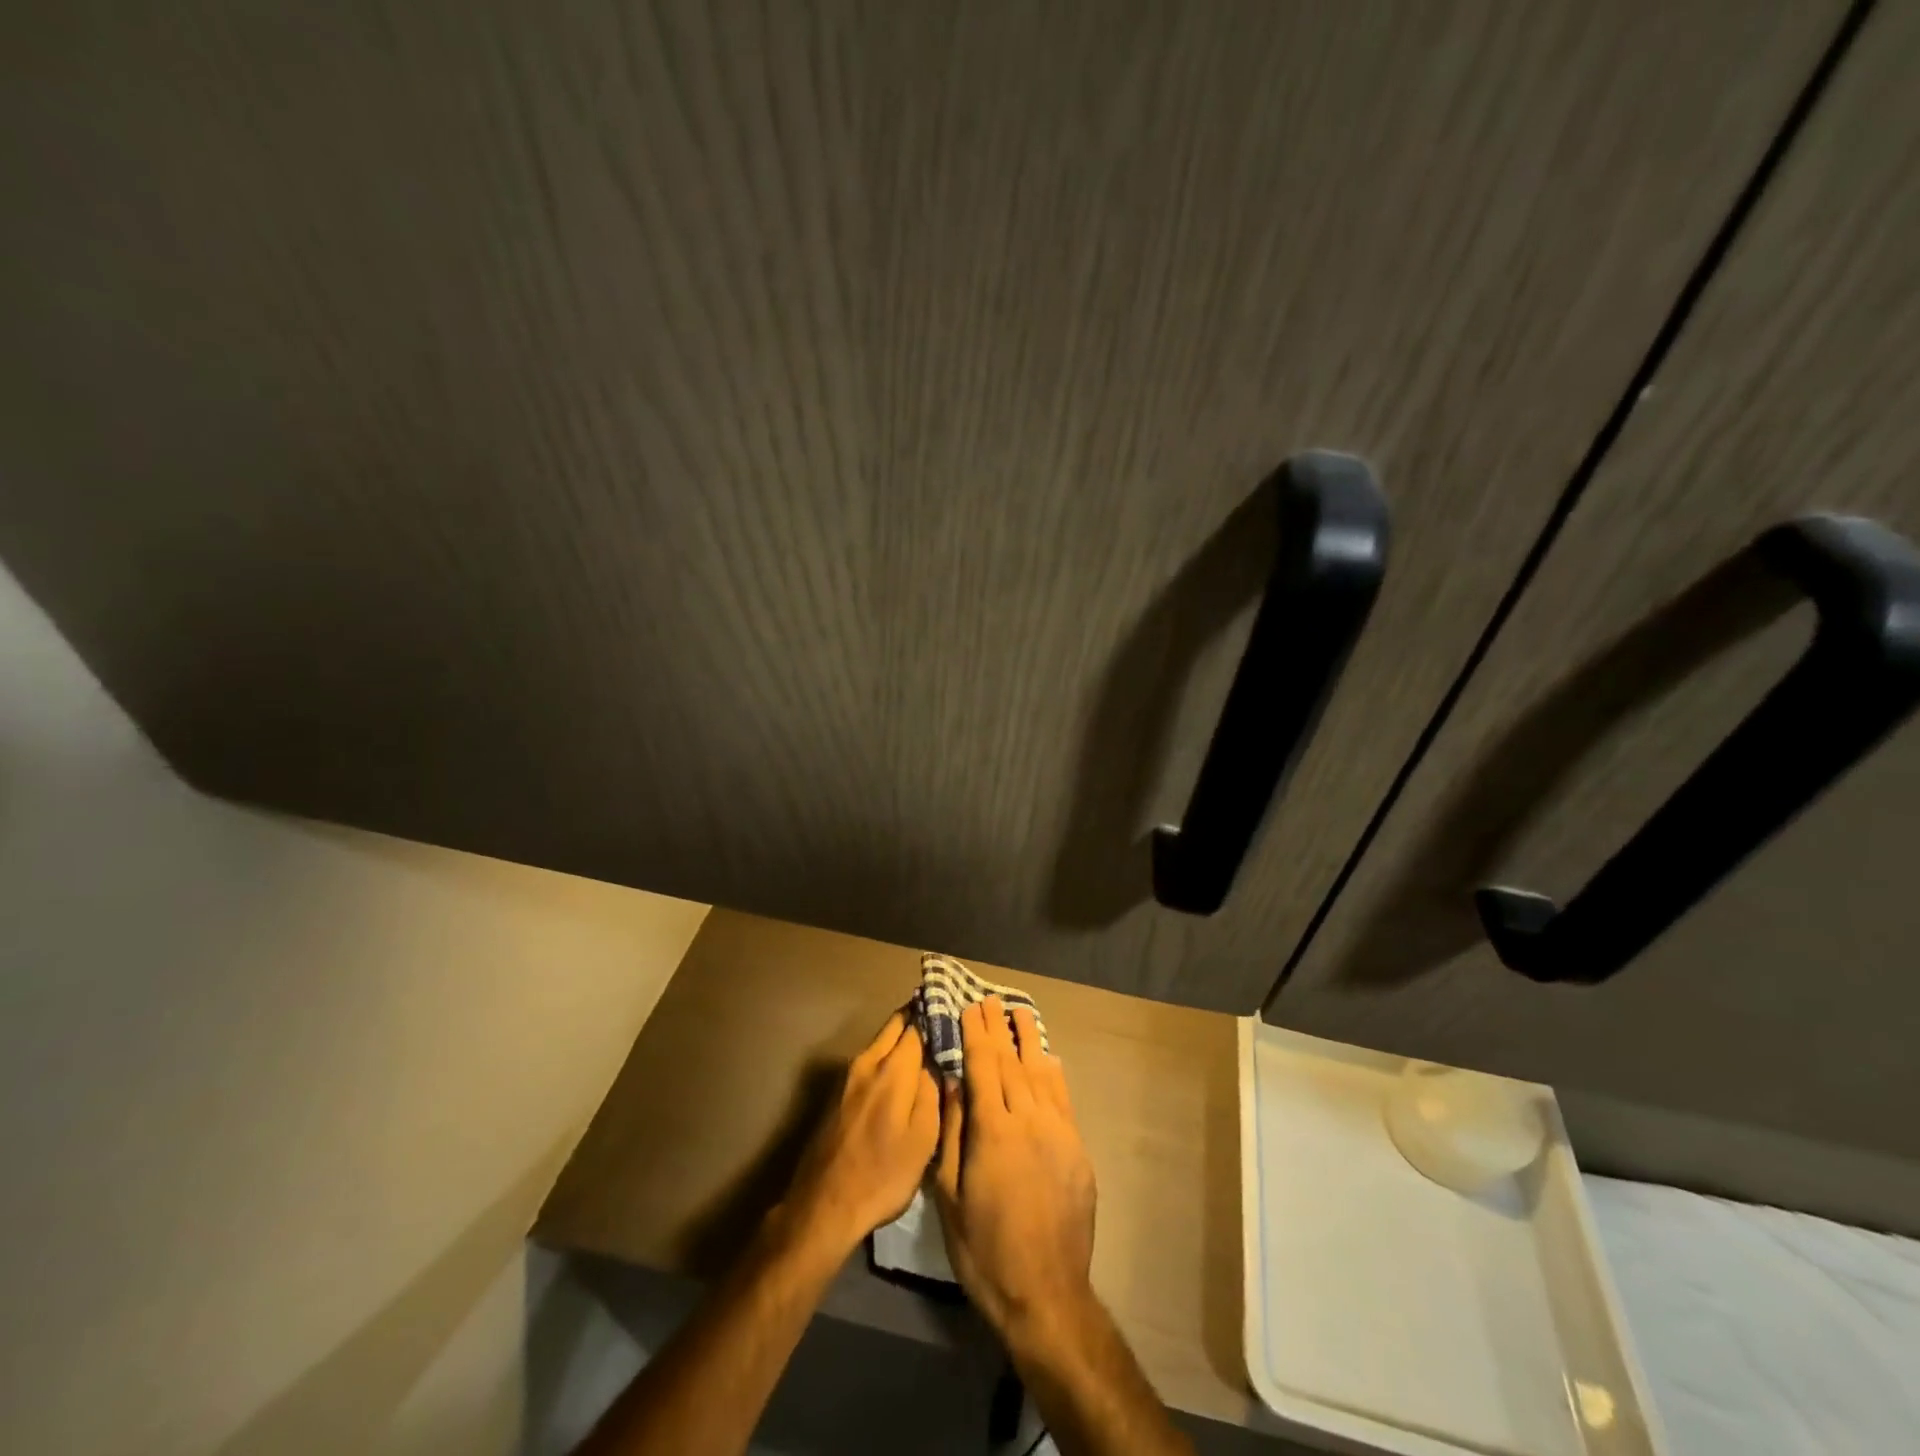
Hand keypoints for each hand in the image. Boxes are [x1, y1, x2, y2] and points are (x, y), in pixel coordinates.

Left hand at [783, 1008, 941, 1258]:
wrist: (824, 1205)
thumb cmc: (882, 1175)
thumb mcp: (923, 1139)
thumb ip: (933, 1092)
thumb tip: (936, 1062)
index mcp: (893, 1068)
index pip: (919, 1024)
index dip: (938, 1015)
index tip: (958, 1012)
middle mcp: (869, 1061)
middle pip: (896, 1025)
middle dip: (918, 1016)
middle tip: (945, 1020)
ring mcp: (850, 1076)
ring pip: (881, 1041)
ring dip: (902, 1035)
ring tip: (929, 1043)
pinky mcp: (839, 1093)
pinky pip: (871, 1059)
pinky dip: (888, 1054)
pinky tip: (903, 1071)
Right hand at [933, 996, 1097, 1341]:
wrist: (1045, 1293)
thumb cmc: (984, 1249)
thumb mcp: (949, 1196)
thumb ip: (951, 1133)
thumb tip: (952, 1082)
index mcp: (993, 1130)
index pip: (982, 1067)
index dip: (975, 1034)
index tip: (969, 1006)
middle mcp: (1028, 1120)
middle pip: (1011, 1062)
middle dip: (999, 1029)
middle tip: (990, 999)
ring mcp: (1058, 1132)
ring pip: (1041, 1073)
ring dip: (1029, 1040)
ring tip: (1020, 1012)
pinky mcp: (1077, 1148)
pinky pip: (1063, 1098)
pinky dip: (1053, 1072)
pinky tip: (1048, 1057)